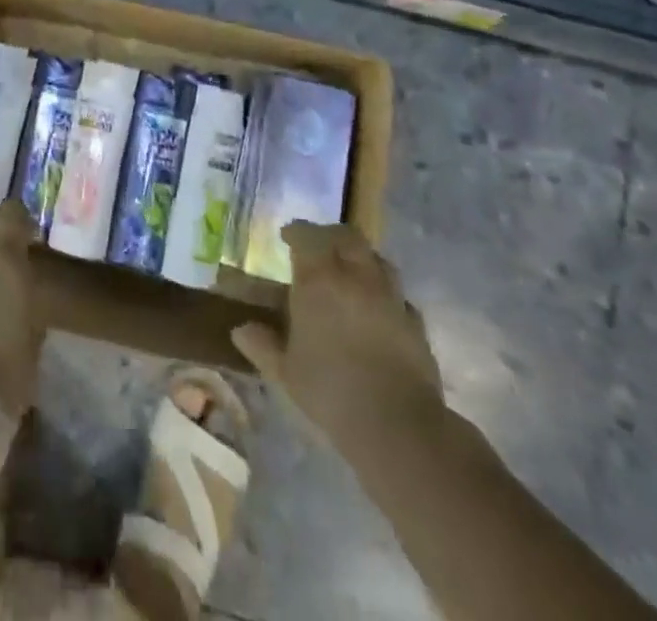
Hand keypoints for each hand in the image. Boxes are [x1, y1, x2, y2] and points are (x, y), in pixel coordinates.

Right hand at [232, 222, 443, 448]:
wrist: (396, 423)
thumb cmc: (330, 390)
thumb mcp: (286, 371)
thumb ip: (263, 345)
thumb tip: (240, 331)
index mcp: (319, 279)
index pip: (307, 236)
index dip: (296, 232)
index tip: (287, 236)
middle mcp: (356, 276)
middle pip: (347, 236)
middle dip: (331, 235)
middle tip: (320, 247)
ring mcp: (390, 296)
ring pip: (378, 259)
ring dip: (362, 258)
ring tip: (351, 273)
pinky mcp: (415, 321)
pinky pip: (398, 295)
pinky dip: (385, 294)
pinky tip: (379, 310)